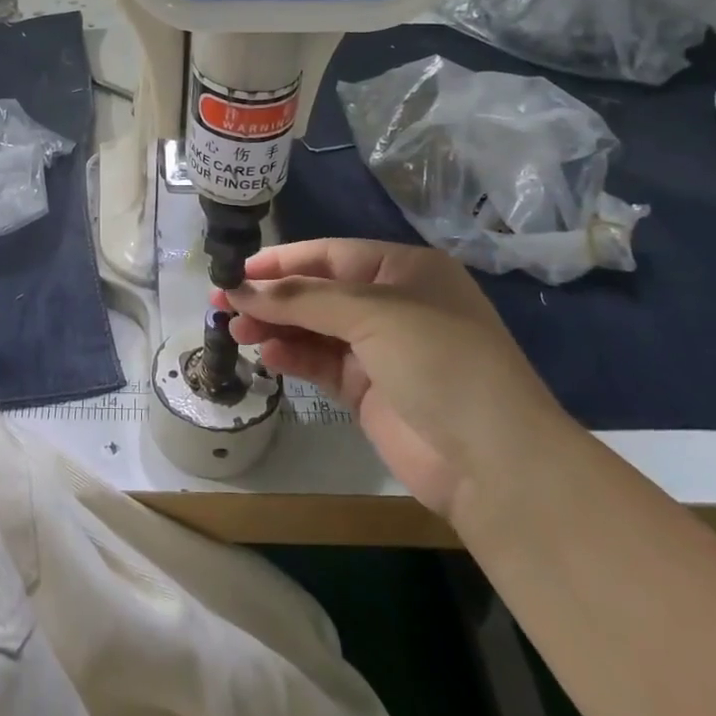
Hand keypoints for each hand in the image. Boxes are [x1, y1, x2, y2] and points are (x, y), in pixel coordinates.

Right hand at [220, 240, 565, 518]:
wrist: (492, 461)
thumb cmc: (438, 360)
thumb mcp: (372, 313)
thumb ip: (303, 298)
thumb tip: (241, 288)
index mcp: (404, 270)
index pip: (330, 254)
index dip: (281, 261)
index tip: (235, 271)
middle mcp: (392, 303)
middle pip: (318, 291)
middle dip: (272, 296)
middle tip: (222, 304)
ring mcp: (380, 349)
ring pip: (314, 327)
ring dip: (276, 326)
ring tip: (236, 330)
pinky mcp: (368, 389)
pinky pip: (320, 363)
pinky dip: (293, 356)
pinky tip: (266, 355)